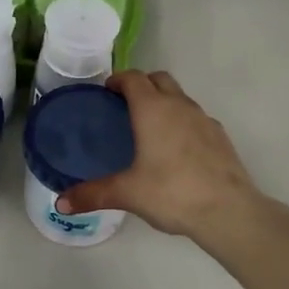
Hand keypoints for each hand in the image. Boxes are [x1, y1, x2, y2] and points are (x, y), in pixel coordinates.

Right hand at [58, 70, 260, 239]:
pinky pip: (196, 117)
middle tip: (125, 105)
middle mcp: (179, 105)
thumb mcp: (127, 193)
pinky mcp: (220, 136)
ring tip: (150, 128)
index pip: (133, 78)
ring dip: (164, 102)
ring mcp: (203, 118)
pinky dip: (183, 122)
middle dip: (142, 85)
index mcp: (152, 109)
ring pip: (180, 97)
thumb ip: (92, 194)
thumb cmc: (172, 193)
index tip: (106, 91)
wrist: (228, 211)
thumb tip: (60, 203)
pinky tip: (177, 149)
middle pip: (159, 79)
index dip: (118, 80)